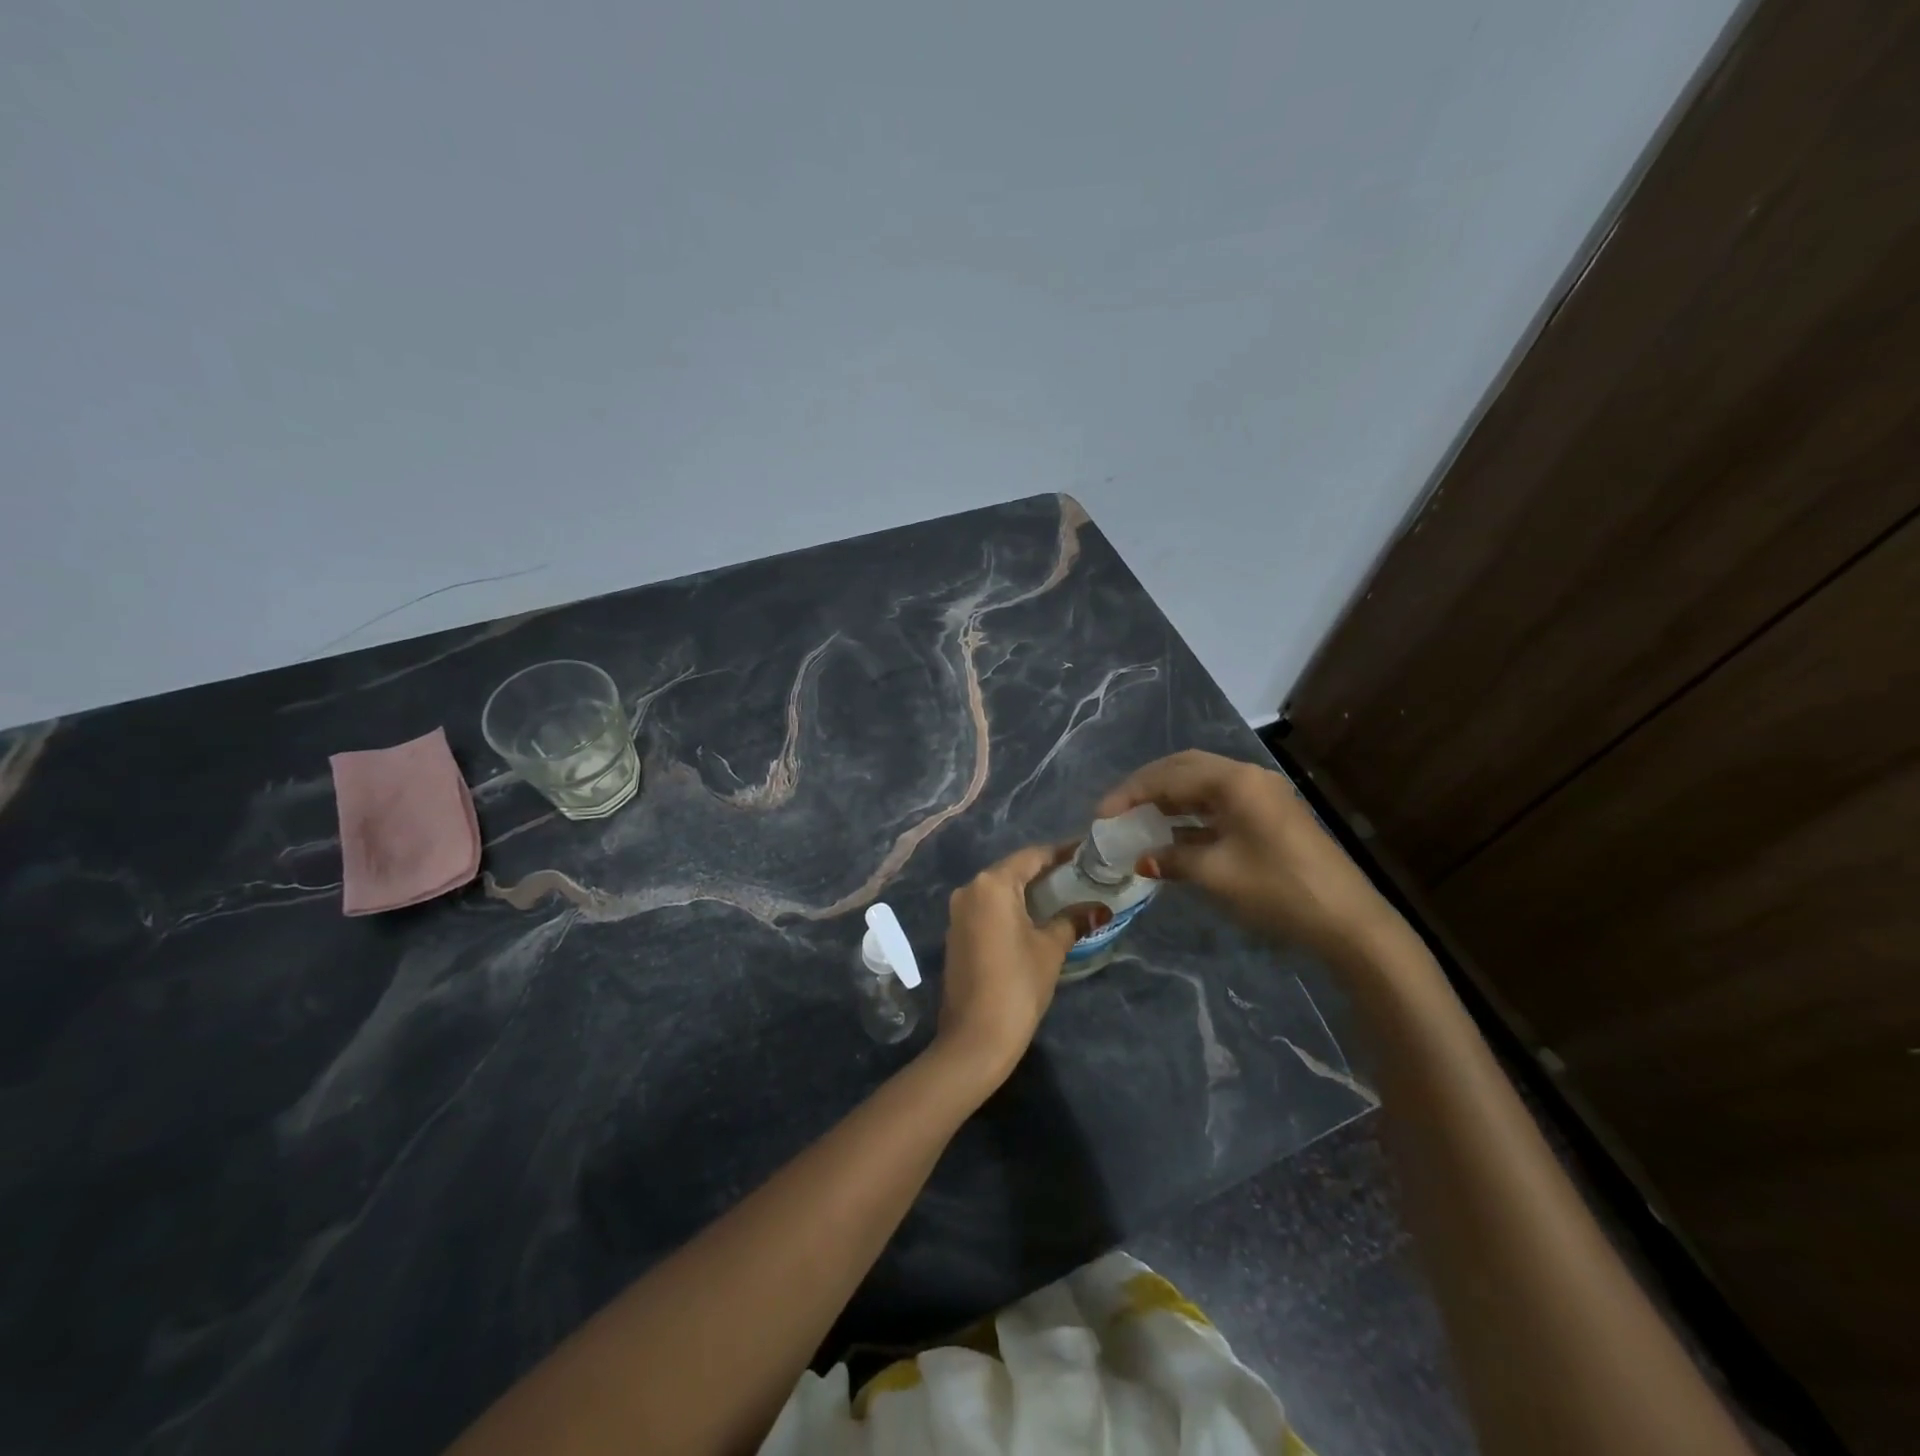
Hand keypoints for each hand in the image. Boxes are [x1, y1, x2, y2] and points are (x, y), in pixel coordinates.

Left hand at [932, 844, 1099, 1090]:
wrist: (975, 1037)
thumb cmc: (1017, 984)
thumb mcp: (1051, 949)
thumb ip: (1072, 920)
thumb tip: (1099, 909)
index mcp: (992, 884)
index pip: (1032, 856)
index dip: (1061, 853)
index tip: (1088, 853)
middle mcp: (970, 889)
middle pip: (1013, 870)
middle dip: (1046, 872)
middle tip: (1081, 875)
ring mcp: (958, 912)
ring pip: (999, 890)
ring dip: (1028, 891)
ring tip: (1064, 895)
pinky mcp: (956, 933)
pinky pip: (988, 908)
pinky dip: (1012, 908)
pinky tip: (1036, 918)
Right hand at [1098, 750, 1393, 957]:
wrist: (1347, 922)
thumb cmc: (1277, 890)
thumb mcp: (1216, 874)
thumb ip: (1171, 858)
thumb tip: (1140, 859)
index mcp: (1235, 781)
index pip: (1169, 776)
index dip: (1130, 793)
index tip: (1101, 816)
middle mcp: (1248, 777)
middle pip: (1185, 769)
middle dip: (1147, 787)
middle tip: (1117, 810)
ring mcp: (1262, 795)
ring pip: (1202, 785)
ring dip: (1169, 799)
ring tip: (1137, 820)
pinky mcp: (1269, 816)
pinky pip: (1218, 804)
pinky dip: (1190, 815)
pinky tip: (1171, 834)